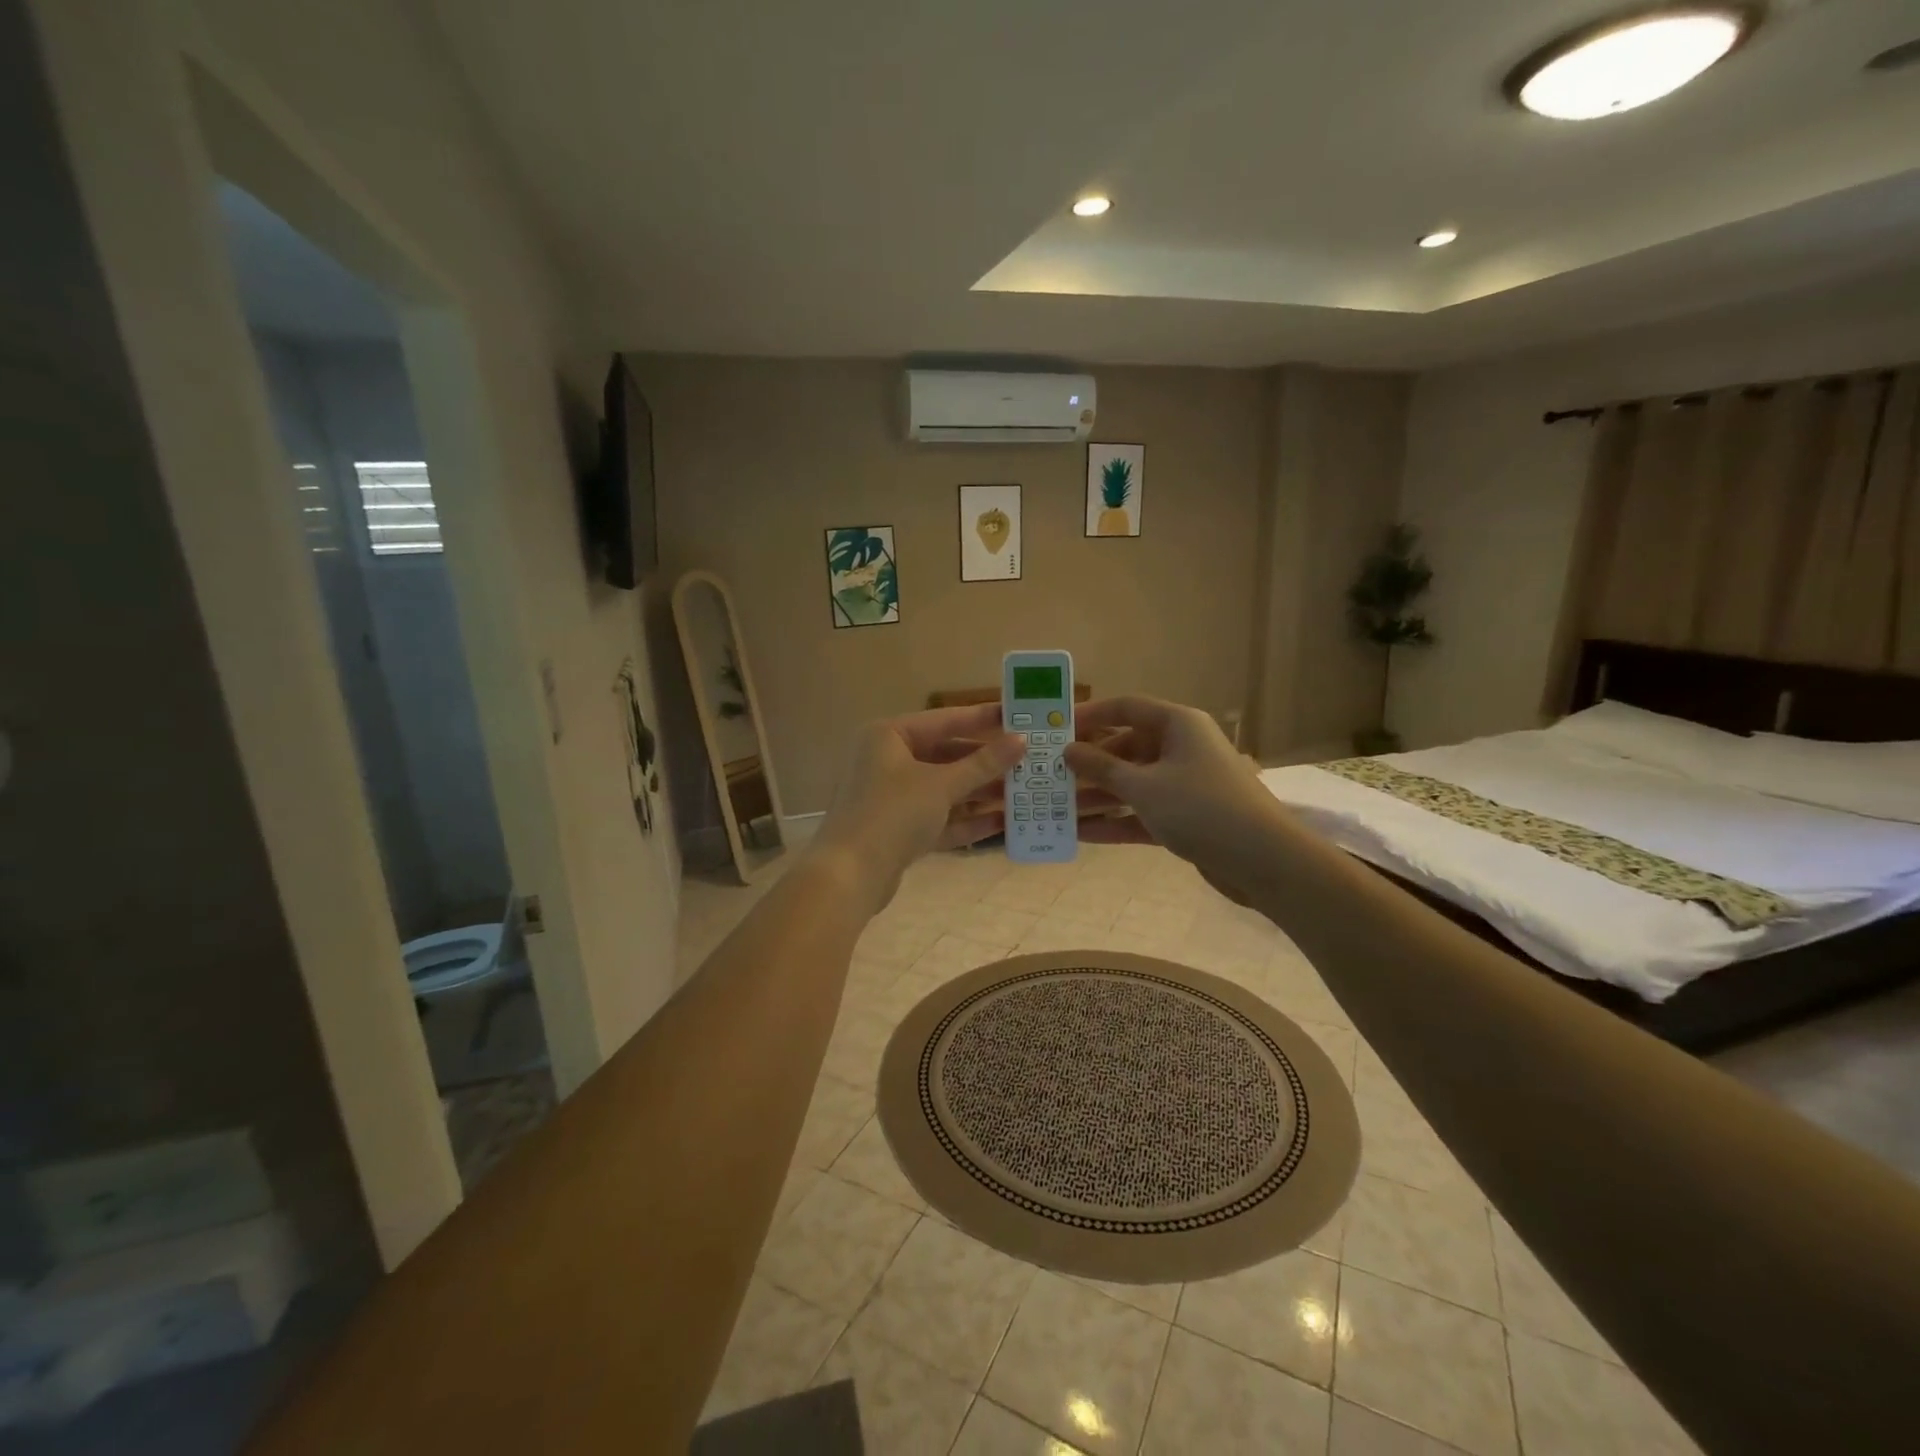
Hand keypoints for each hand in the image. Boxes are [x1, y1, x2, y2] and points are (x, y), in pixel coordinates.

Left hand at [811, 703, 1025, 912]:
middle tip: (1028, 761)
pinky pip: (939, 818)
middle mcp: (888, 761)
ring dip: (981, 793)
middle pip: (946, 756)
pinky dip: (967, 819)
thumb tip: (1021, 740)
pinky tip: (1003, 823)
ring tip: (1024, 793)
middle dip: (986, 763)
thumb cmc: (892, 813)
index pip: (944, 720)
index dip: (983, 719)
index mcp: (889, 737)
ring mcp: (892, 798)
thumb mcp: (941, 784)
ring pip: (945, 790)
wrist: (849, 876)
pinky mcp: (899, 831)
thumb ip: (983, 763)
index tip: (1019, 717)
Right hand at [1063, 696, 1276, 889]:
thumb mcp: (1143, 786)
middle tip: (1051, 776)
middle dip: (1089, 764)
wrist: (1265, 861)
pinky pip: (1143, 811)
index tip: (1056, 729)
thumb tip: (1068, 749)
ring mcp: (1184, 784)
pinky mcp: (1186, 817)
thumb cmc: (1201, 808)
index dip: (1090, 715)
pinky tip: (1081, 833)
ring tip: (1057, 808)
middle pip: (1126, 747)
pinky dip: (1116, 820)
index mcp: (1178, 724)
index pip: (1126, 708)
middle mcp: (1182, 747)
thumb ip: (1101, 767)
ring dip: (1098, 796)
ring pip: (1133, 783)